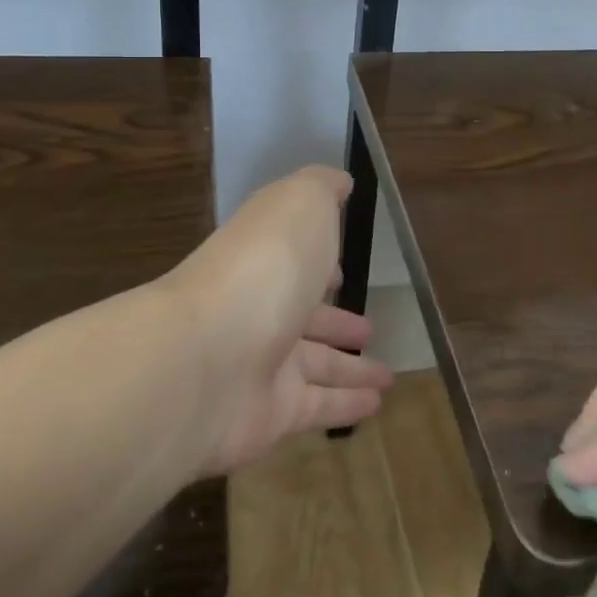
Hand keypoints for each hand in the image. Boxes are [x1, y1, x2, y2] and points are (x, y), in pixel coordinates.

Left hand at [171, 166, 392, 474]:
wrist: (208, 359)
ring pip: (316, 366)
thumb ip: (321, 188)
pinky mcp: (272, 414)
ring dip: (351, 368)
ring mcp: (262, 364)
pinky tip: (376, 405)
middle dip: (336, 321)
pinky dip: (347, 405)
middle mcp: (259, 309)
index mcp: (264, 258)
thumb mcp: (300, 203)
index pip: (294, 259)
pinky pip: (319, 407)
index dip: (319, 261)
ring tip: (387, 376)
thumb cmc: (265, 266)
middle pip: (304, 316)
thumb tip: (339, 182)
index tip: (343, 268)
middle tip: (368, 329)